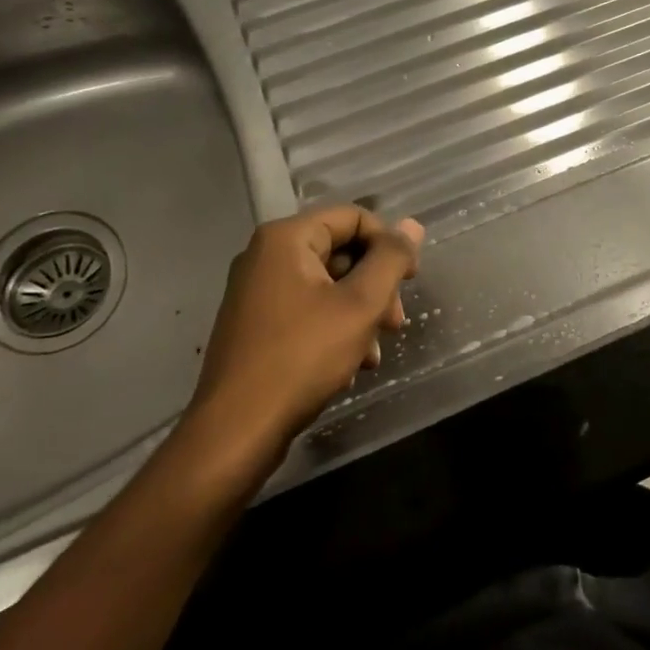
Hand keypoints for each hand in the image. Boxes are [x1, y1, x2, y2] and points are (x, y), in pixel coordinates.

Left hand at [179, 206, 424, 474]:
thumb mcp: (360, 305)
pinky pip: (308, 310)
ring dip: (361, 313)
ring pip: (328, 285)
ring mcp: (257, 292)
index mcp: (286, 239)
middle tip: (395, 324)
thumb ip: (391, 259)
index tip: (411, 281)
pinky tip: (352, 364)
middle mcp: (266, 256)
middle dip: (376, 286)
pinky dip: (336, 329)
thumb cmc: (302, 357)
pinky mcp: (256, 325)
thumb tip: (412, 225)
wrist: (237, 431)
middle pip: (342, 251)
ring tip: (375, 352)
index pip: (354, 218)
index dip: (389, 244)